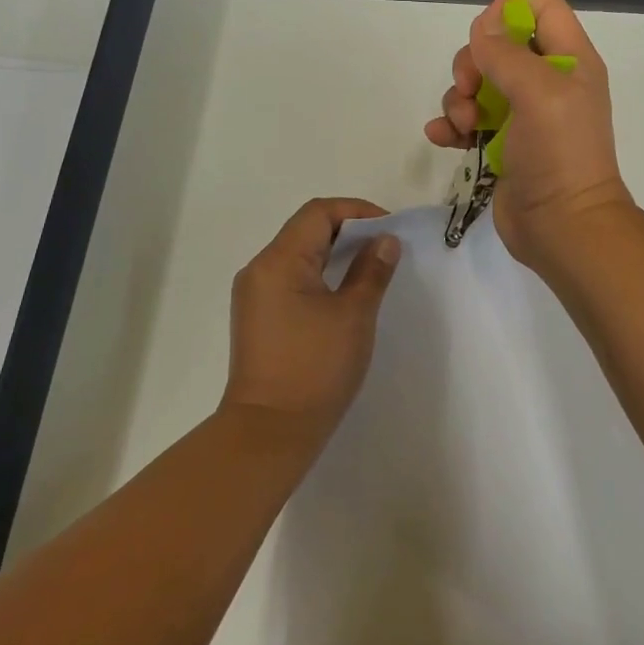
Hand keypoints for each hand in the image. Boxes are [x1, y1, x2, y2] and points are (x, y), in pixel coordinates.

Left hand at [222, 198, 402, 437]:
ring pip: (298, 254)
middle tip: (384, 248)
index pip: (318, 213)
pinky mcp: (258, 317)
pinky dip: (319, 274)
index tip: (389, 230)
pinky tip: (343, 293)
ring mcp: (254, 294)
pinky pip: (290, 278)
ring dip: (334, 253)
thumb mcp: (353, 315)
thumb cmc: (315, 368)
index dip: (357, 212)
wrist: (270, 432)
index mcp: (278, 261)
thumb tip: (385, 241)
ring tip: (370, 268)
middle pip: (305, 230)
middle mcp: (259, 269)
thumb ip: (371, 271)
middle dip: (348, 231)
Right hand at [424, 0, 633, 271]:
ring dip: (459, 99)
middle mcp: (548, 82)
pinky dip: (452, 125)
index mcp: (569, 61)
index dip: (509, 11)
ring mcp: (524, 115)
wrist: (562, 227)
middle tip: (469, 90)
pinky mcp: (503, 144)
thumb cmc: (558, 154)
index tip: (483, 35)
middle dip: (473, 63)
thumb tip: (482, 28)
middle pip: (500, 45)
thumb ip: (507, 53)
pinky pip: (469, 120)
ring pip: (479, 83)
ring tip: (464, 125)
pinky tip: (442, 138)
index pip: (542, 9)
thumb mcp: (538, 93)